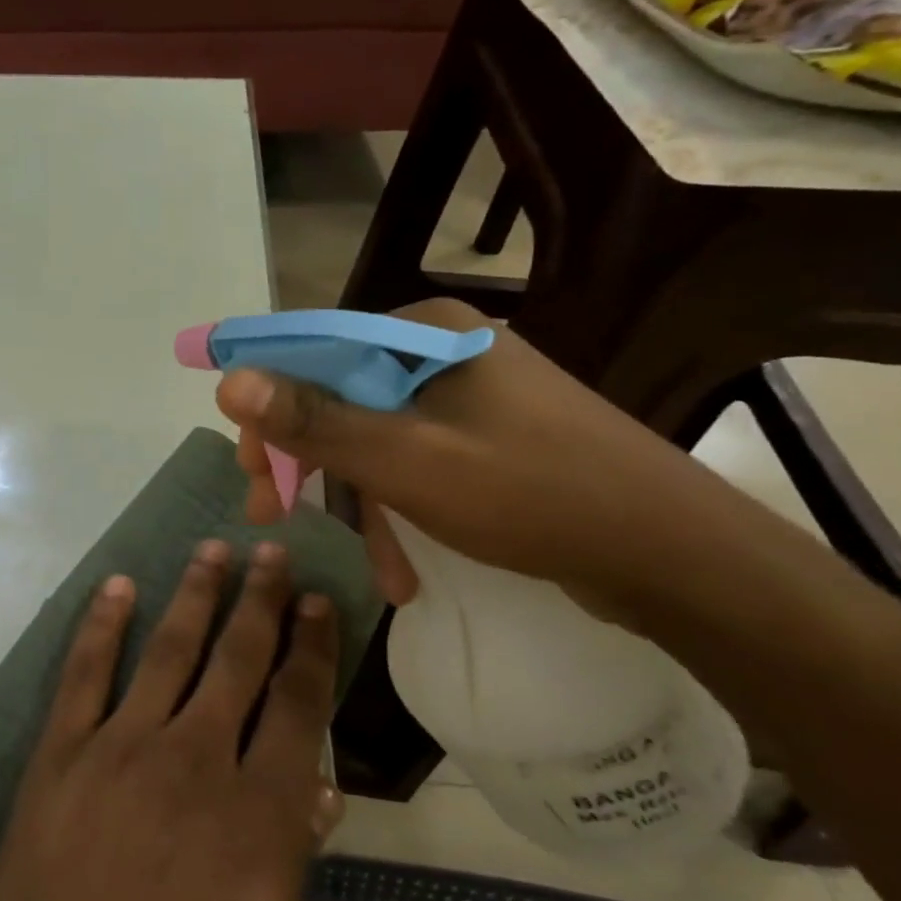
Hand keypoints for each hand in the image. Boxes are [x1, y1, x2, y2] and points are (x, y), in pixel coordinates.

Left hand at [0, 541, 340, 900]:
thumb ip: (292, 870)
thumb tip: (315, 791)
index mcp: (255, 817)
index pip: (297, 707)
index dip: (312, 648)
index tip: (320, 603)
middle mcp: (191, 760)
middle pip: (237, 660)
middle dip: (261, 601)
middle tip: (274, 552)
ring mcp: (118, 748)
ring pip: (167, 649)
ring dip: (195, 595)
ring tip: (214, 551)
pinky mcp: (61, 753)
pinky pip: (84, 671)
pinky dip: (101, 624)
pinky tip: (118, 586)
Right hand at [216, 298, 784, 628]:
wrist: (672, 554)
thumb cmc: (528, 492)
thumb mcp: (404, 459)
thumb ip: (313, 420)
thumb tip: (228, 380)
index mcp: (422, 332)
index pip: (312, 349)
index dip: (266, 404)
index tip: (245, 468)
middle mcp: (440, 350)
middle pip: (340, 395)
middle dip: (305, 462)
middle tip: (271, 513)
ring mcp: (468, 394)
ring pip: (375, 436)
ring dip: (357, 502)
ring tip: (363, 564)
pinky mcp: (488, 435)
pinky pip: (415, 460)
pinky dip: (400, 509)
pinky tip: (402, 569)